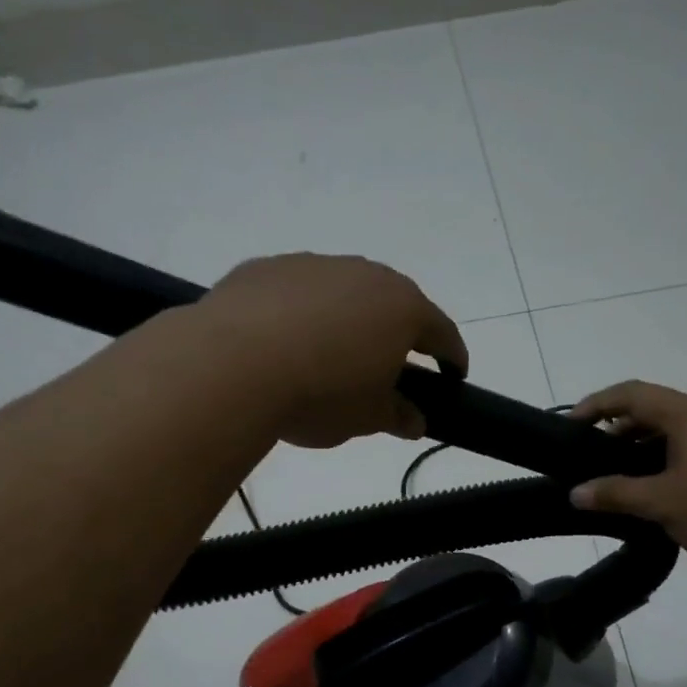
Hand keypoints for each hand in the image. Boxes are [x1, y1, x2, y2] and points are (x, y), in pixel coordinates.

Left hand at [200, 254, 466, 447]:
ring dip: (348, 320)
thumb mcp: (368, 417)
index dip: (452, 357)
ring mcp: (314, 264)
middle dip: (398, 334)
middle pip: (394, 304)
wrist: (232, 364)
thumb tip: (415, 421)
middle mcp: (365, 274)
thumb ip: (398, 416)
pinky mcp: (268, 267)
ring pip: (344, 292)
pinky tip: (284, 342)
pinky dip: (301, 314)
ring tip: (330, 355)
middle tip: (392, 366)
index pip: (442, 333)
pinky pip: (298, 292)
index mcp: (403, 309)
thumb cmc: (321, 394)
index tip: (454, 375)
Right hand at [568, 381, 686, 572]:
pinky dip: (665, 463)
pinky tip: (658, 495)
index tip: (570, 426)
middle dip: (617, 432)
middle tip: (591, 460)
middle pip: (653, 411)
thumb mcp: (663, 503)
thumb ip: (616, 494)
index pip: (632, 394)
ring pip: (674, 433)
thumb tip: (576, 493)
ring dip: (642, 451)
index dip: (596, 405)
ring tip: (619, 481)